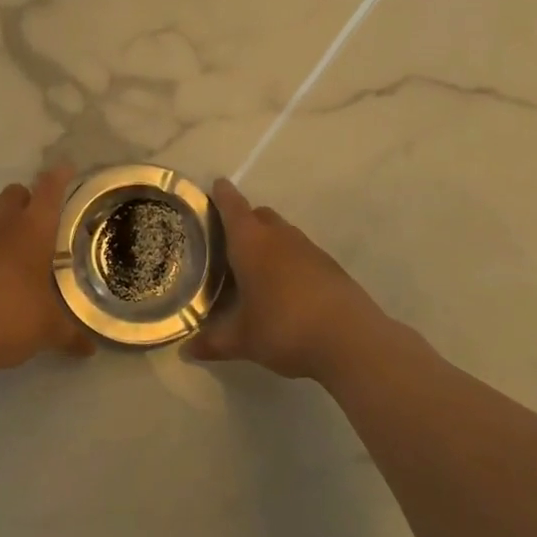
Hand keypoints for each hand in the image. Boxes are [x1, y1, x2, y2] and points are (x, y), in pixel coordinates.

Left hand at [0, 166, 96, 380]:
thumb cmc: (9, 321)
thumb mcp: (48, 331)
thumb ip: (70, 335)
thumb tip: (90, 350)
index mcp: (32, 231)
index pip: (49, 190)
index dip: (58, 177)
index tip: (65, 168)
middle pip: (14, 194)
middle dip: (26, 201)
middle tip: (36, 226)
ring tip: (6, 255)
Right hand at [183, 179, 394, 382]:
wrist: (351, 340)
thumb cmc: (284, 328)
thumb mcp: (243, 340)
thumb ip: (213, 342)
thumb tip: (186, 351)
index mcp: (251, 243)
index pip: (232, 207)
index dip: (222, 195)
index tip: (216, 185)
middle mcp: (279, 237)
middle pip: (260, 215)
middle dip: (245, 219)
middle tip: (229, 239)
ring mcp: (309, 249)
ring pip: (283, 233)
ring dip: (269, 241)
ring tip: (256, 267)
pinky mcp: (330, 266)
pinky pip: (302, 252)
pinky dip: (290, 260)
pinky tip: (286, 287)